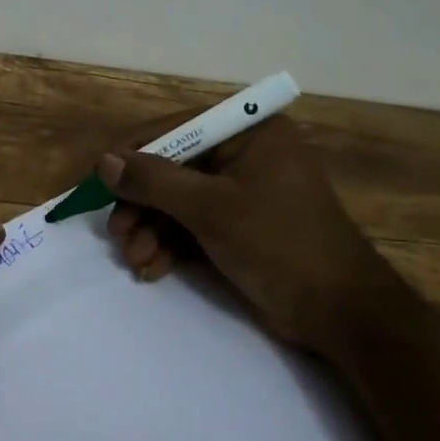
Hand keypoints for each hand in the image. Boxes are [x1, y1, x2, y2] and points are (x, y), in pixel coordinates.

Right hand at [99, 115, 404, 355]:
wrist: (341, 312)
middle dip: (142, 203)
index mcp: (249, 131)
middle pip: (173, 166)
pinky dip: (170, 244)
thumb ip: (154, 181)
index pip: (176, 128)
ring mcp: (242, 189)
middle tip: (118, 233)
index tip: (98, 180)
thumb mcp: (211, 209)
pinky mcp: (239, 223)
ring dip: (151, 229)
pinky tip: (151, 268)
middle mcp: (244, 152)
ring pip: (178, 199)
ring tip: (135, 259)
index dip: (133, 153)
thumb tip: (104, 162)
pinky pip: (193, 222)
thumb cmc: (279, 244)